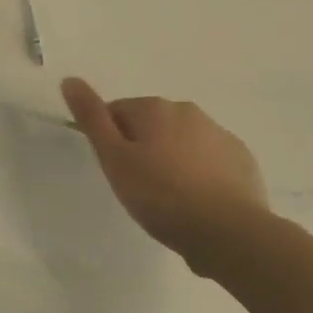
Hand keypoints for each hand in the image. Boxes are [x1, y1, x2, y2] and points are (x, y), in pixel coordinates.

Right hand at [61, 77, 274, 275]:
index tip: (116, 172)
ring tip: (170, 200)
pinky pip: (210, 160)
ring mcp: (219, 134)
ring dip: (172, 160)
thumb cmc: (161, 196)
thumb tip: (70, 79)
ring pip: (182, 142)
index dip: (111, 142)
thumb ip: (92, 117)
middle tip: (140, 187)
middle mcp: (187, 111)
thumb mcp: (114, 158)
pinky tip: (198, 203)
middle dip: (142, 149)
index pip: (117, 112)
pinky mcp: (242, 159)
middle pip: (151, 125)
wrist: (229, 233)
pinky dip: (200, 174)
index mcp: (154, 108)